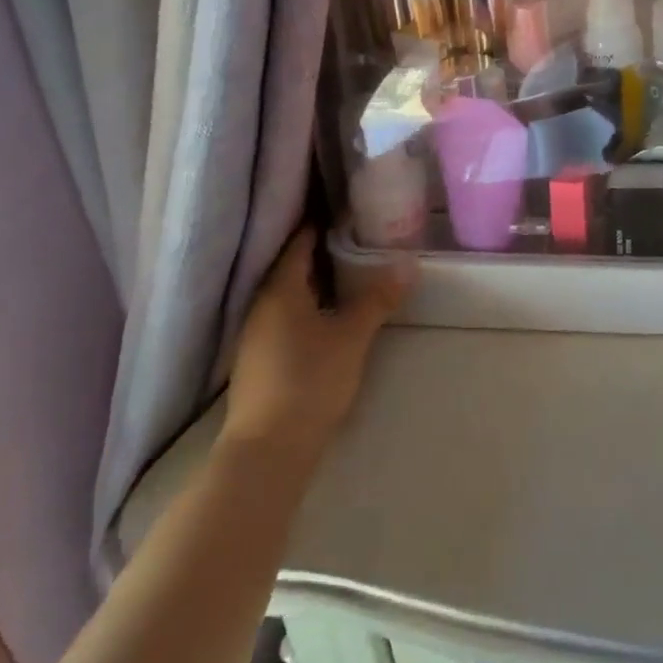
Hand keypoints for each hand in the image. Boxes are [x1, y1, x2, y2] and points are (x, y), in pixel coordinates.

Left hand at [221, 230, 412, 470]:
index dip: (320, 224)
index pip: (298, 243)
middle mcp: (260, 306)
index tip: (347, 212)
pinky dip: (306, 306)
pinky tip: (328, 314)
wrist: (268, 451)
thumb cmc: (310, 380)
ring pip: (287, 295)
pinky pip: (284, 317)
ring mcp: (255, 336)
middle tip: (357, 238)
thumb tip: (408, 263)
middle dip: (321, 252)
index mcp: (279, 291)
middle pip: (291, 268)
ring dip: (314, 282)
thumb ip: (378, 298)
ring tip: (348, 273)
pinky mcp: (258, 361)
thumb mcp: (352, 336)